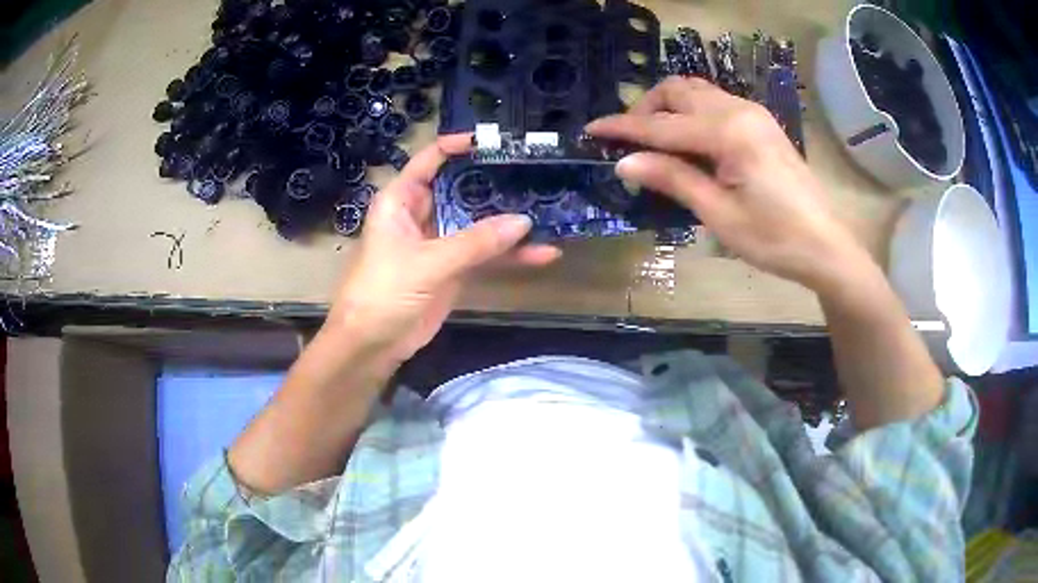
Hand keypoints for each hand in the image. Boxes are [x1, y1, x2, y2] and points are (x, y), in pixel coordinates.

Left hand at [325, 134, 560, 363]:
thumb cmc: (383, 292)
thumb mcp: (427, 263)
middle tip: (534, 172)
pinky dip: (509, 256)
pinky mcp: (453, 270)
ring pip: (477, 224)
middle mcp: (420, 215)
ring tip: (548, 210)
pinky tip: (542, 254)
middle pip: (460, 189)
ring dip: (508, 222)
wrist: (371, 345)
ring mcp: (439, 243)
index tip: (494, 141)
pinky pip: (484, 255)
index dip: (457, 147)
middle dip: (494, 182)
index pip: (429, 161)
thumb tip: (524, 221)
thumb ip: (475, 243)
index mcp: (400, 201)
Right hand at [587, 77, 869, 292]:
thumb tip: (624, 163)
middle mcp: (739, 110)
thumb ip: (673, 179)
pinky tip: (688, 140)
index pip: (662, 125)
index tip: (591, 129)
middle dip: (647, 108)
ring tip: (654, 139)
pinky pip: (715, 103)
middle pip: (679, 91)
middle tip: (629, 139)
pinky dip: (692, 112)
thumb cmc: (774, 238)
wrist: (825, 245)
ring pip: (697, 91)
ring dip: (669, 106)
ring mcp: (753, 113)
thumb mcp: (719, 214)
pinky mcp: (761, 123)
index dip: (623, 127)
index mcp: (728, 133)